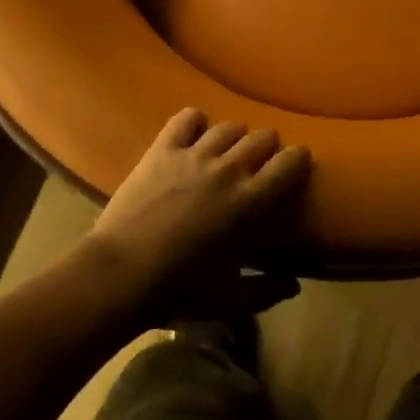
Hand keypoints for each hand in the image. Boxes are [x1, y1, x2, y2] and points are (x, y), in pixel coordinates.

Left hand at [85, 108, 310, 322]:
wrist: (121, 272)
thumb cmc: (179, 289)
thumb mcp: (230, 300)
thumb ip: (267, 291)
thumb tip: (294, 285)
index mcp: (249, 201)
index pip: (289, 164)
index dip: (298, 159)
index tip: (298, 164)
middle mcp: (227, 169)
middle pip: (262, 137)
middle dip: (268, 146)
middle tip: (261, 163)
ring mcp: (193, 154)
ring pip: (228, 126)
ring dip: (235, 136)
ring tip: (228, 150)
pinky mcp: (162, 149)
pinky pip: (186, 118)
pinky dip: (195, 121)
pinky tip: (194, 133)